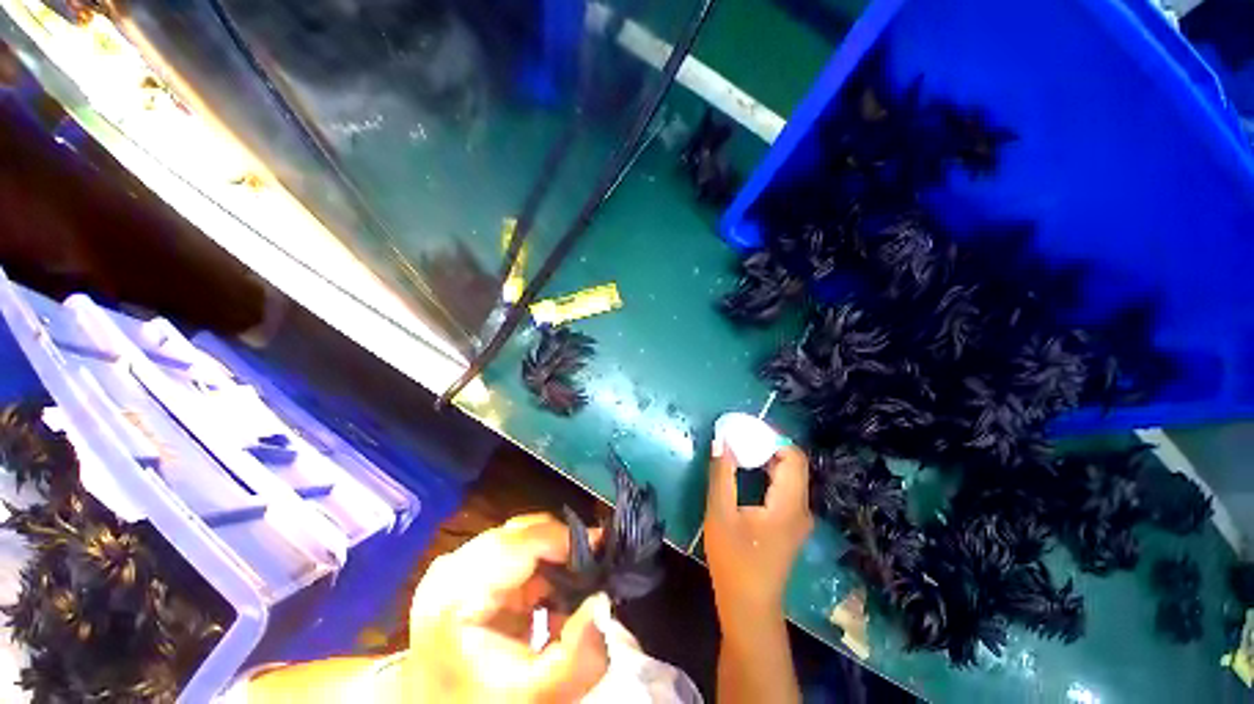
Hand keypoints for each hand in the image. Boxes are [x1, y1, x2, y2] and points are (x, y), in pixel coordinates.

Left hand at [406, 514, 610, 702]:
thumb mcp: (539, 695)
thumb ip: (581, 654)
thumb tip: (603, 599)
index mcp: (457, 593)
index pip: (520, 541)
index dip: (565, 538)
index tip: (602, 548)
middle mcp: (452, 569)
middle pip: (521, 534)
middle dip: (562, 547)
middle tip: (594, 568)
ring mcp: (456, 567)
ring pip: (521, 539)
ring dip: (553, 557)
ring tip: (578, 583)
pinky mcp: (465, 571)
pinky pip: (514, 553)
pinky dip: (540, 567)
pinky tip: (553, 594)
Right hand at [704, 441, 813, 617]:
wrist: (748, 606)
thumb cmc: (733, 560)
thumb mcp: (720, 513)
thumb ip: (723, 474)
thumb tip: (723, 441)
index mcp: (788, 504)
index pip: (793, 457)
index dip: (773, 438)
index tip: (746, 428)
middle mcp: (801, 508)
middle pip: (793, 464)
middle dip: (768, 445)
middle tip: (740, 435)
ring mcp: (798, 518)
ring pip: (789, 475)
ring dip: (767, 458)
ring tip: (741, 447)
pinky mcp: (790, 524)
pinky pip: (784, 487)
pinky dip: (768, 472)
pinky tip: (748, 471)